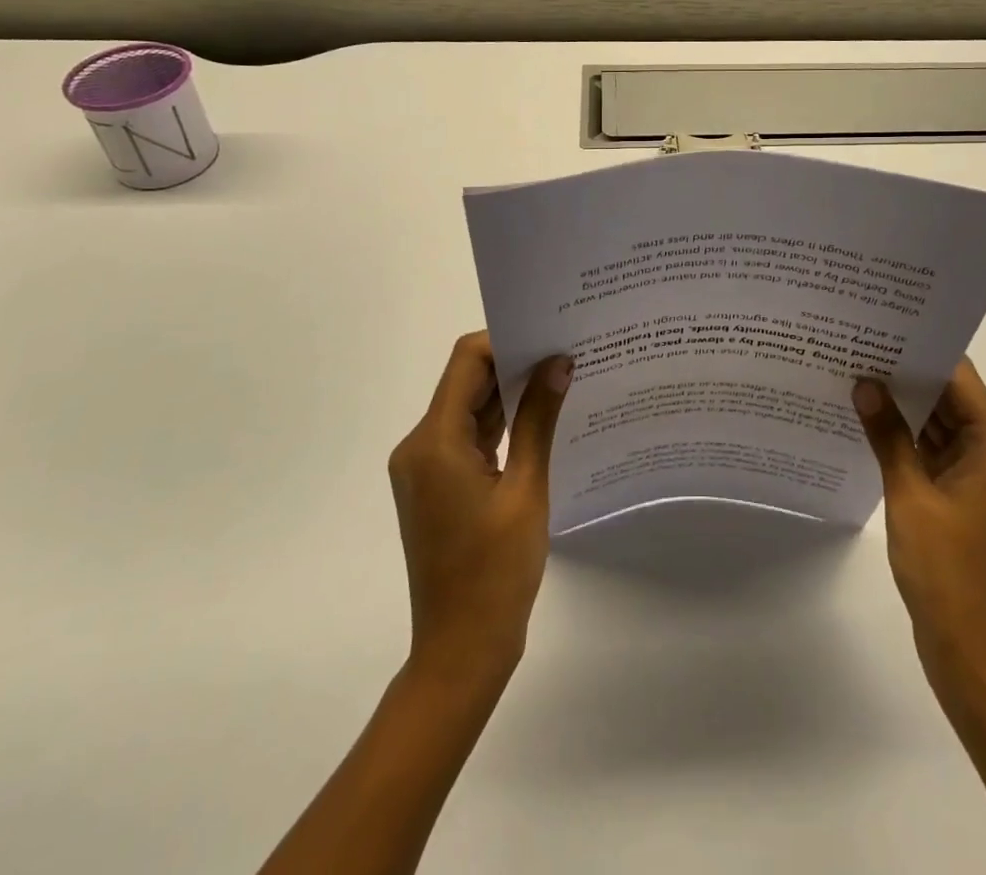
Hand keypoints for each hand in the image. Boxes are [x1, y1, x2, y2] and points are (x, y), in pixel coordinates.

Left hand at [388, 331, 572, 686]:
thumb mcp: (527, 488)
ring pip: (470, 409)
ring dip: (509, 394)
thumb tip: (559, 362)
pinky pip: (469, 437)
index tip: (550, 335)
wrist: (461, 649)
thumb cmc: (496, 571)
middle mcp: (420, 446)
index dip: (506, 340)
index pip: (467, 361)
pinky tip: (541, 418)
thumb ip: (539, 419)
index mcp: (434, 442)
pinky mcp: (437, 485)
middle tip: (565, 351)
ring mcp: (426, 467)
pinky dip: (501, 424)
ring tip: (561, 378)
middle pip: (467, 382)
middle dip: (514, 363)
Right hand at [853, 359, 985, 699]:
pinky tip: (868, 423)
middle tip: (858, 346)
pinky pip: (934, 454)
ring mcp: (978, 479)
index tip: (882, 327)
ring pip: (940, 426)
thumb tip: (865, 384)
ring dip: (904, 407)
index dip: (923, 350)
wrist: (973, 654)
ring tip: (856, 375)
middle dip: (907, 375)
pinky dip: (906, 439)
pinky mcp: (962, 500)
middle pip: (950, 398)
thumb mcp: (910, 496)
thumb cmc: (947, 571)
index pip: (959, 378)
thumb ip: (888, 436)